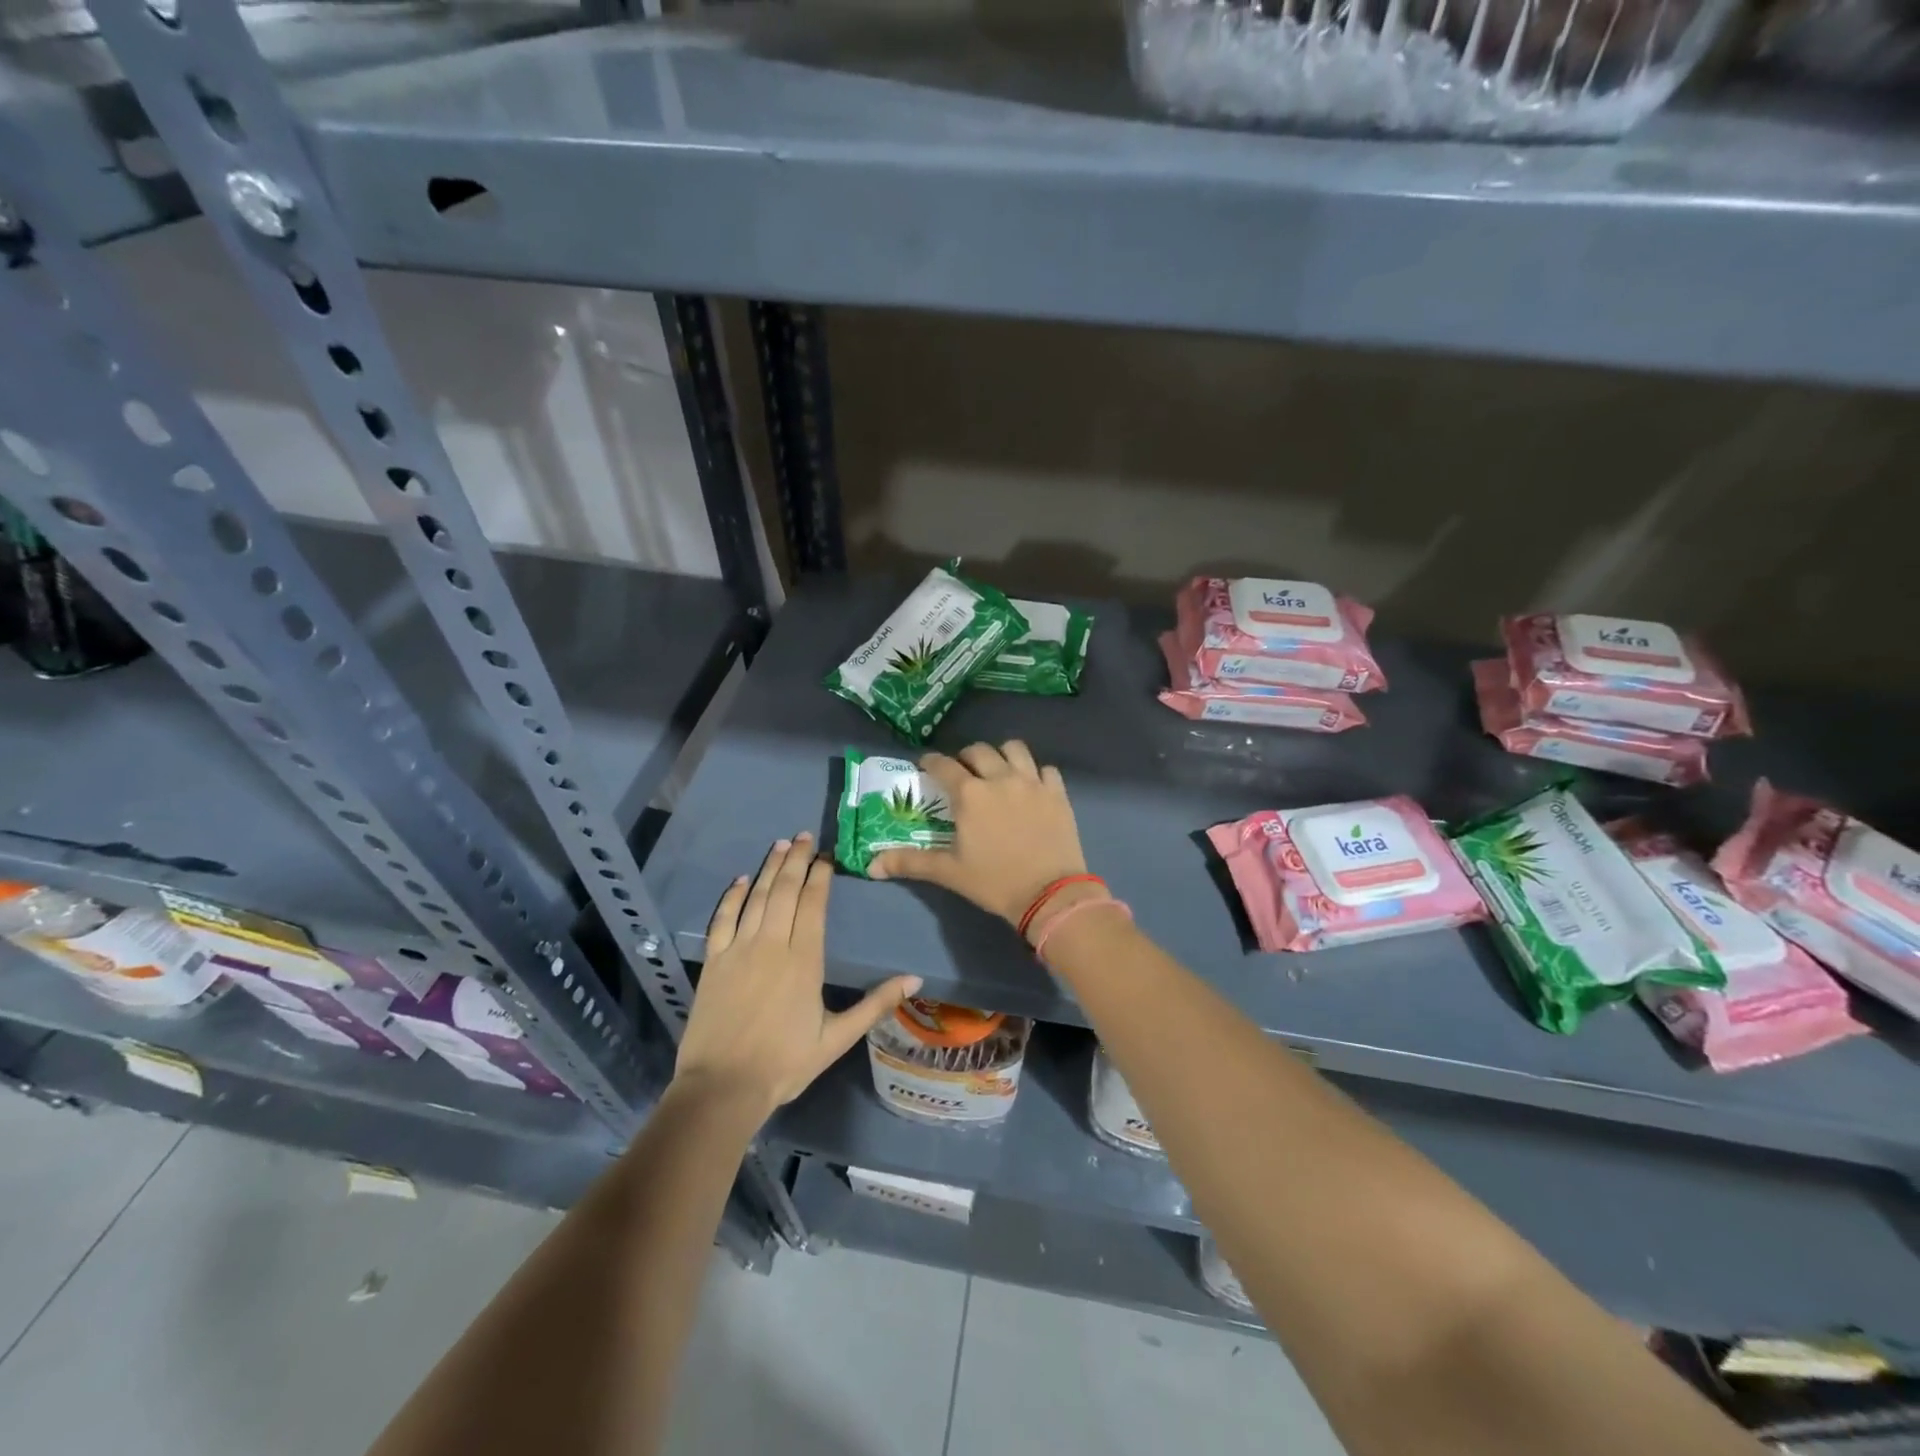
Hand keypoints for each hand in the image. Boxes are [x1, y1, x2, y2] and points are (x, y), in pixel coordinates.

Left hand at [675, 833, 919, 1113]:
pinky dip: (731, 896)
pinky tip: (741, 880)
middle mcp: (772, 945)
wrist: (723, 1088)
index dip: (819, 876)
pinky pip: (722, 919)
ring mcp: (739, 950)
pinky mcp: (714, 962)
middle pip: (784, 891)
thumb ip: (875, 1004)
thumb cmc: (785, 1063)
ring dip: (769, 868)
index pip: (813, 904)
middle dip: (796, 860)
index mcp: (804, 960)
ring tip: (781, 845)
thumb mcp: (837, 1038)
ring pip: (756, 897)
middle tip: (805, 836)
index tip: (827, 856)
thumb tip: (915, 979)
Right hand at [869, 741, 1087, 927]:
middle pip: (978, 751)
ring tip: (997, 771)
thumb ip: (910, 862)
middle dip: (965, 757)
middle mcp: (1000, 778)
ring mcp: (1032, 782)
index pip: (943, 765)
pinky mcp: (1057, 793)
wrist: (1050, 894)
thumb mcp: (949, 872)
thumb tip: (871, 865)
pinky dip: (1035, 773)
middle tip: (962, 773)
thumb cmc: (995, 882)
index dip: (930, 761)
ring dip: (1001, 755)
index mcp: (970, 794)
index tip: (925, 765)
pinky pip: (1045, 769)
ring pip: (1014, 749)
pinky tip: (1030, 787)